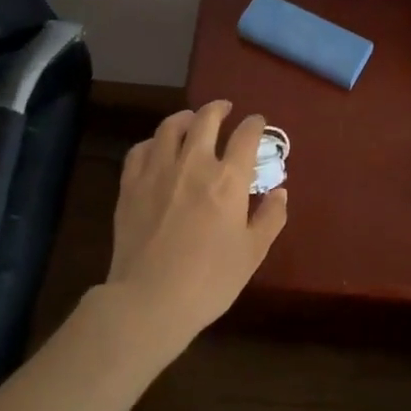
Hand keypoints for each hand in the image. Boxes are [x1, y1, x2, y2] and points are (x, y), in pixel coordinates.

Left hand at [107, 100, 288, 350]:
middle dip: (219, 109)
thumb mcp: (253, 253)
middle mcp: (193, 164)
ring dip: (185, 118)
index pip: (246, 136)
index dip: (255, 124)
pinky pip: (141, 150)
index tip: (258, 123)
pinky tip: (157, 148)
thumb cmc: (209, 280)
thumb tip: (280, 192)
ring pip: (170, 127)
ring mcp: (158, 172)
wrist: (149, 301)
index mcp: (228, 180)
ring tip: (191, 120)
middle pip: (206, 119)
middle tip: (225, 109)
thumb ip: (270, 218)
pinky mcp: (130, 186)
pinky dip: (153, 142)